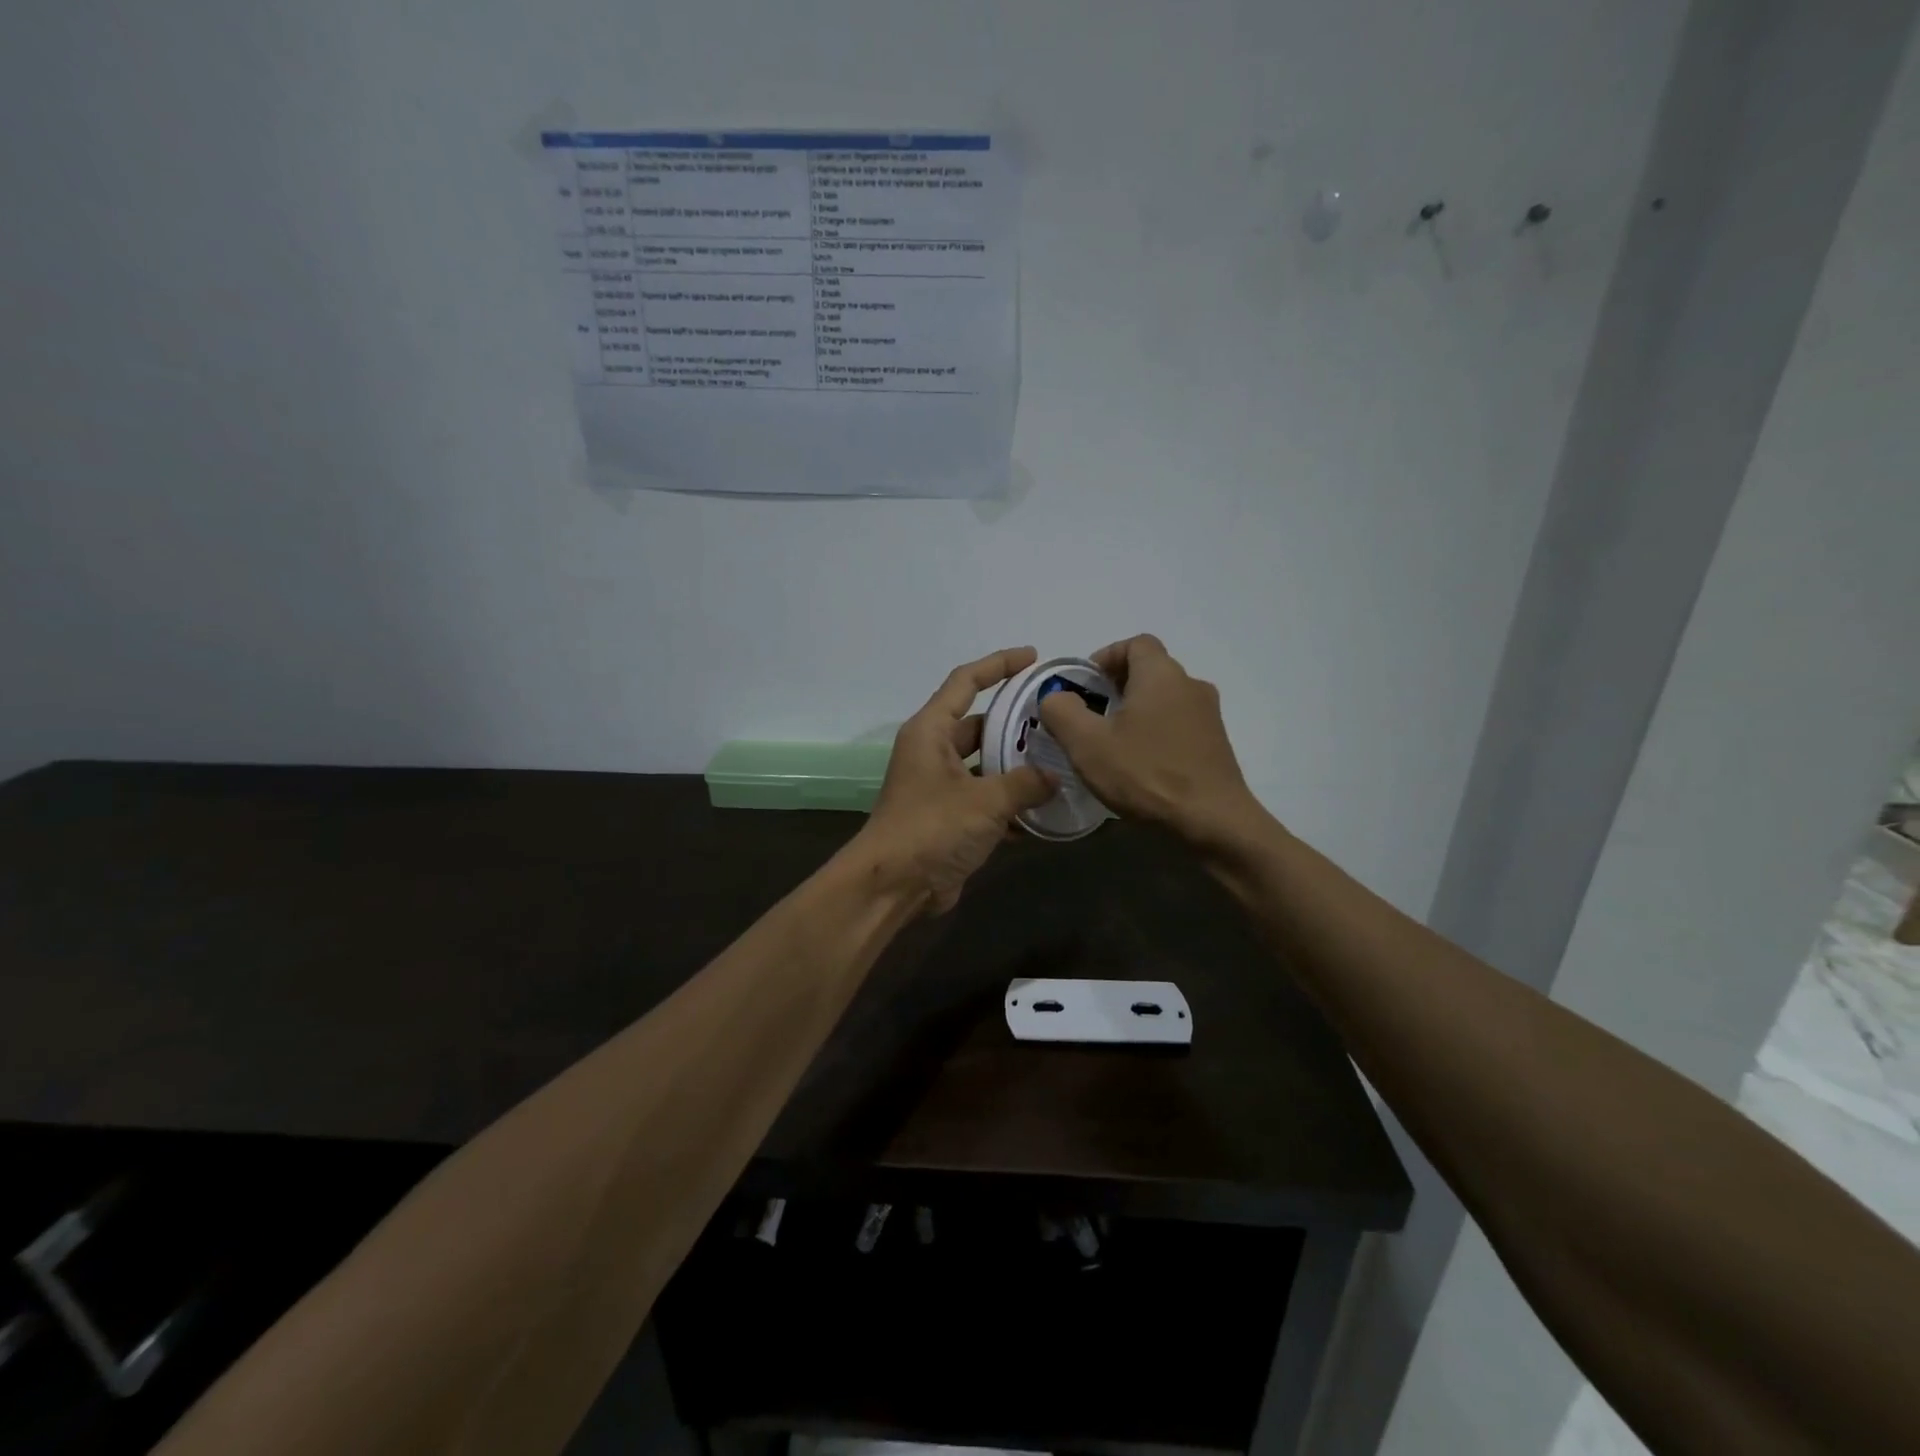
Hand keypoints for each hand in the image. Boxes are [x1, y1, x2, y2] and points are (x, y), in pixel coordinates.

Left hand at [860, 647, 1056, 913]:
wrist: (892, 886)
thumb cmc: (932, 828)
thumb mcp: (985, 801)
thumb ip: (1024, 783)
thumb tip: (1053, 776)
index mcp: (930, 732)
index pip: (965, 681)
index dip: (998, 664)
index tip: (1032, 657)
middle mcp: (932, 752)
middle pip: (978, 724)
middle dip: (1014, 721)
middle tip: (1057, 719)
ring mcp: (939, 787)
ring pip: (985, 764)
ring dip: (1016, 765)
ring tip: (1060, 760)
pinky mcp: (948, 818)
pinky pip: (985, 798)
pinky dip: (1010, 801)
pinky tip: (1045, 808)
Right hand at [1037, 634, 1265, 850]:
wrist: (1212, 822)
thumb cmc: (1146, 774)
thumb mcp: (1087, 743)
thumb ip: (1062, 711)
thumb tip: (1056, 697)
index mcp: (1161, 674)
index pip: (1135, 643)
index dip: (1106, 657)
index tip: (1085, 685)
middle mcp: (1191, 685)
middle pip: (1150, 670)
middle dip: (1117, 686)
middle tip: (1091, 716)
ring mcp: (1209, 716)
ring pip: (1165, 699)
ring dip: (1137, 712)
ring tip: (1113, 743)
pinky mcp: (1216, 744)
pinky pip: (1179, 725)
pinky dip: (1157, 732)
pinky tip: (1141, 765)